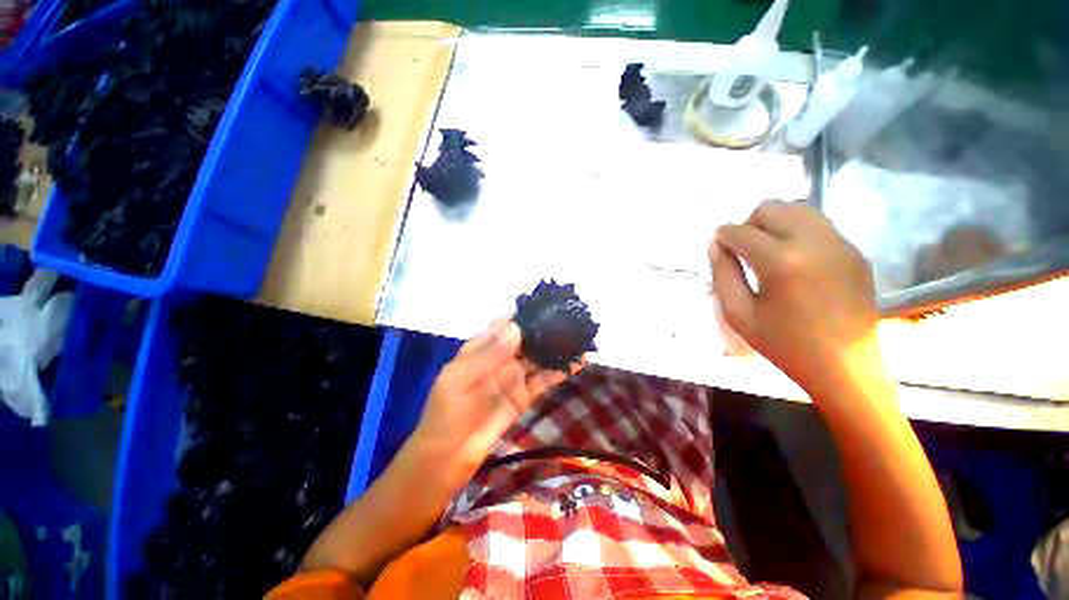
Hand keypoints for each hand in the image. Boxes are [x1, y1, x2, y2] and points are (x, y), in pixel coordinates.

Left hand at [412, 319, 570, 482]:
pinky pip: (544, 379)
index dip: (525, 316)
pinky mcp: (524, 396)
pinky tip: (578, 363)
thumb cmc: (446, 413)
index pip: (506, 325)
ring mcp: (514, 377)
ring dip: (557, 349)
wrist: (447, 458)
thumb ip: (488, 354)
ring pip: (538, 358)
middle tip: (573, 321)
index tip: (549, 308)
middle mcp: (500, 358)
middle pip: (526, 339)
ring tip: (580, 338)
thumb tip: (517, 327)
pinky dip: (560, 371)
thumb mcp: (459, 379)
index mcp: (481, 348)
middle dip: (546, 330)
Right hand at [710, 201, 878, 394]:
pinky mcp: (854, 250)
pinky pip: (818, 225)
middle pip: (771, 208)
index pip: (740, 231)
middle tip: (743, 250)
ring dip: (774, 223)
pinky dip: (797, 232)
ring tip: (767, 251)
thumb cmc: (784, 344)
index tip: (717, 247)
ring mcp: (840, 243)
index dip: (722, 236)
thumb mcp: (739, 313)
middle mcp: (813, 242)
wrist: (845, 366)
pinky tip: (794, 260)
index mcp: (781, 262)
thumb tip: (715, 244)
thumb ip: (722, 274)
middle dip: (748, 224)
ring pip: (798, 209)